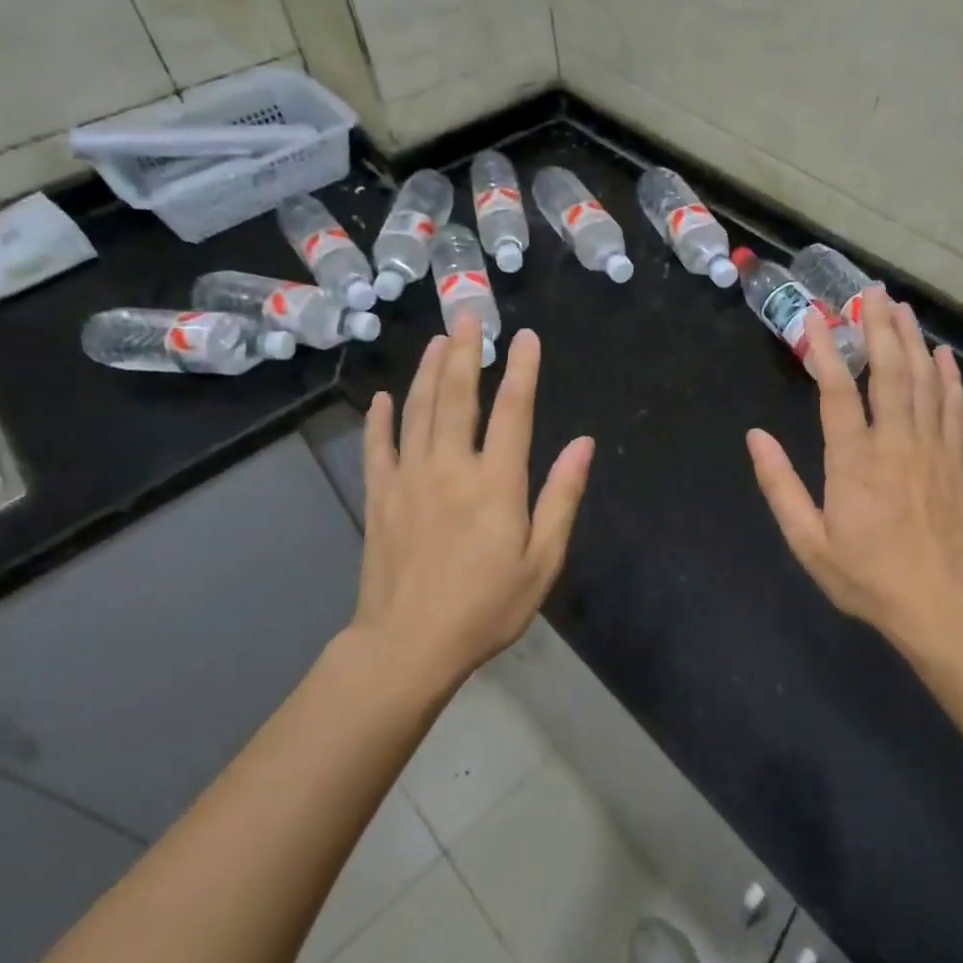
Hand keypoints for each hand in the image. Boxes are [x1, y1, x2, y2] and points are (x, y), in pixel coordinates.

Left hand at [355, 317, 593, 685]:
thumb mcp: (542, 560)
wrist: (408, 645)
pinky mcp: (379, 497)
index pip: (513, 411)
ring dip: (429, 372)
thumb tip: (584, 444)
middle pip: (458, 398)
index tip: (526, 338)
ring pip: (418, 412)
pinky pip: (378, 447)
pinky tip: (385, 397)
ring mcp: (408, 479)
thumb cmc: (486, 607)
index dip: (522, 371)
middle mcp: (450, 468)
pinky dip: (381, 419)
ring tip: (437, 341)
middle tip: (467, 316)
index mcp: (495, 483)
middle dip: (465, 353)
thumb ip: (561, 497)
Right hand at [746, 289, 962, 649]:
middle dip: (880, 327)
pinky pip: (954, 408)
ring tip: (902, 308)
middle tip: (871, 292)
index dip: (825, 349)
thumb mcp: (808, 541)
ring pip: (924, 381)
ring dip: (913, 340)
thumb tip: (755, 437)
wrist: (938, 605)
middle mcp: (895, 443)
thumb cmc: (866, 576)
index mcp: (854, 462)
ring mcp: (931, 448)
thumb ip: (780, 486)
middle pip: (890, 372)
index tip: (814, 317)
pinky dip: (949, 377)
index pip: (838, 391)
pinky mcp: (954, 460)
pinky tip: (944, 355)